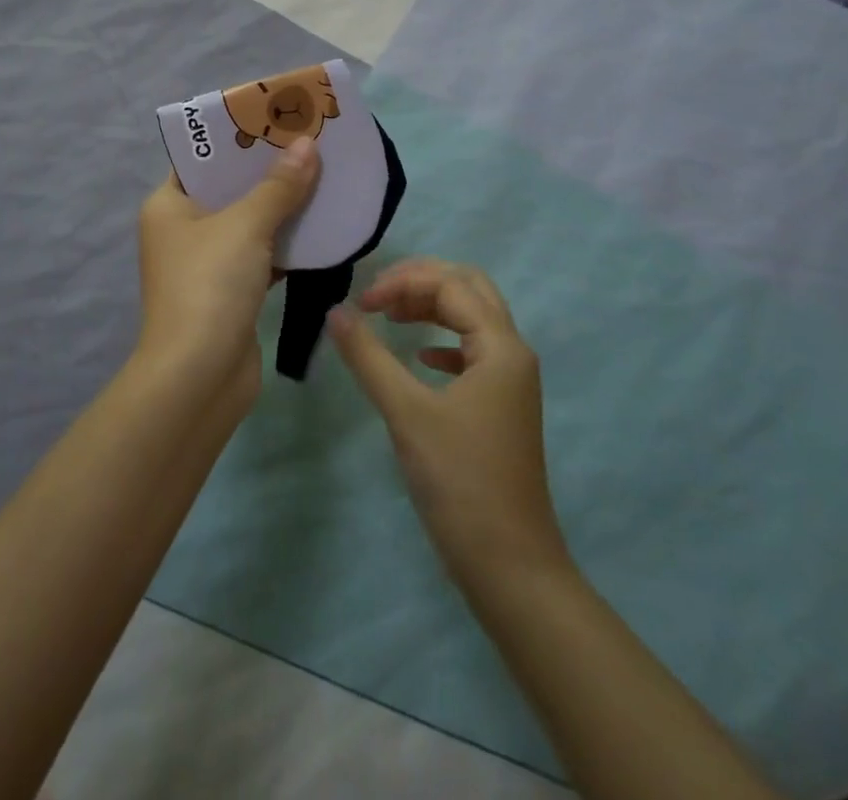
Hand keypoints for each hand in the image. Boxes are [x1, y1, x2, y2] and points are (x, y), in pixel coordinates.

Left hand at [136, 136, 320, 409]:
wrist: (199, 378)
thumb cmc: (209, 286)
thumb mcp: (245, 226)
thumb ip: (279, 186)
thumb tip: (308, 145)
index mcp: (169, 205)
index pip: (201, 158)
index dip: (236, 136)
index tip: (274, 117)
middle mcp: (183, 229)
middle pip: (229, 188)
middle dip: (268, 168)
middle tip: (309, 141)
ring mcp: (207, 263)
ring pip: (249, 221)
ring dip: (283, 204)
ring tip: (323, 173)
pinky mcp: (231, 291)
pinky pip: (262, 253)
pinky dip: (287, 242)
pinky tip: (322, 224)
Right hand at [329, 259, 570, 589]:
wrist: (510, 566)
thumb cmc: (460, 482)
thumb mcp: (407, 413)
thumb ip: (369, 357)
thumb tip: (335, 312)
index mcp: (500, 346)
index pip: (451, 286)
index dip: (403, 283)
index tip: (361, 304)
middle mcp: (512, 353)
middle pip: (470, 289)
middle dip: (422, 282)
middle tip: (379, 295)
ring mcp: (510, 381)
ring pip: (472, 319)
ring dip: (431, 308)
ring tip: (389, 317)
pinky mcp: (500, 405)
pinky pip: (472, 351)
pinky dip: (442, 341)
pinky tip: (418, 357)